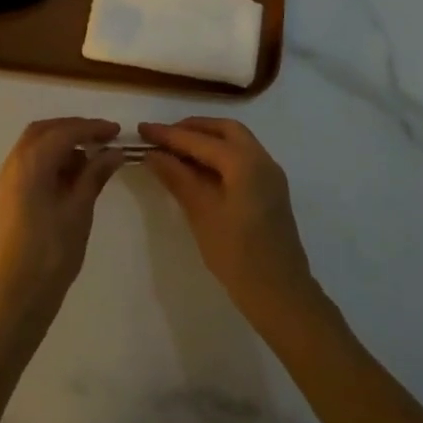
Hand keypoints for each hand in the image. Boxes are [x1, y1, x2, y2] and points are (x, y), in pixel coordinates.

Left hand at [0, 118, 123, 327]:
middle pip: (44, 131)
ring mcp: (8, 180)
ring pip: (35, 146)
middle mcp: (14, 163)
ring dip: (63, 144)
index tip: (117, 132)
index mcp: (31, 162)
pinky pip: (31, 164)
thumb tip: (112, 152)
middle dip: (74, 129)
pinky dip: (52, 161)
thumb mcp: (79, 211)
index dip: (92, 127)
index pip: (64, 131)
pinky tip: (73, 178)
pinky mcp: (9, 196)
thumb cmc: (51, 253)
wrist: (15, 296)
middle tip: (102, 139)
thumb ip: (94, 175)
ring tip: (92, 161)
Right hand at [140, 118, 316, 324]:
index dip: (168, 134)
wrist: (281, 294)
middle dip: (192, 128)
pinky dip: (219, 155)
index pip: (200, 140)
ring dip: (206, 140)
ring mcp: (270, 175)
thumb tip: (153, 154)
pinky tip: (198, 170)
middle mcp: (261, 159)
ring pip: (236, 142)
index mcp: (245, 162)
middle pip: (224, 130)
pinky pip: (243, 158)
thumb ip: (177, 177)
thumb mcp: (202, 213)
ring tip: (176, 151)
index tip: (142, 129)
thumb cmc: (238, 254)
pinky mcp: (270, 190)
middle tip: (163, 137)